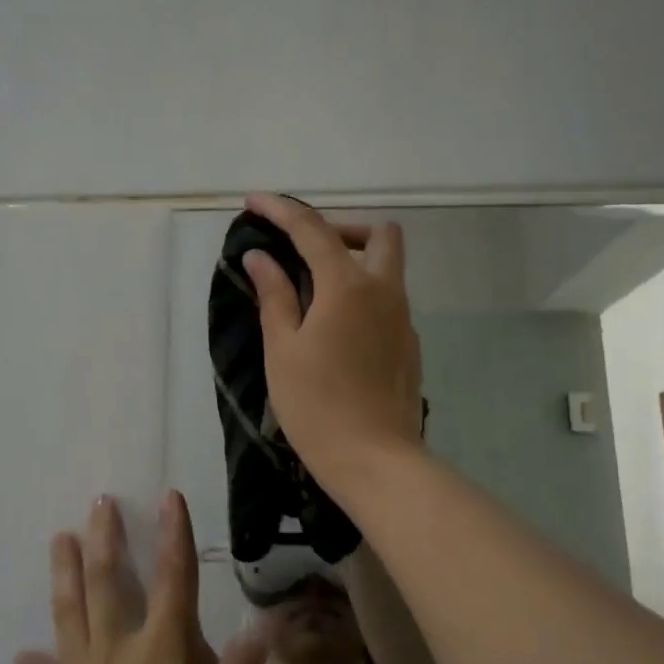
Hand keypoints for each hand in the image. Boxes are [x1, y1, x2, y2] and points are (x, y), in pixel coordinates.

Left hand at [15, 492, 268, 663]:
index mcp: (159, 649)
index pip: (172, 578)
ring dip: (65, 572)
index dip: (174, 535)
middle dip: (106, 538)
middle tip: (98, 501)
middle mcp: (115, 648)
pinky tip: (23, 656)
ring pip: (69, 611)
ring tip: (60, 539)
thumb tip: (269, 621)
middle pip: (109, 582)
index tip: (169, 496)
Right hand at [242, 192, 424, 493]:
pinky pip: (388, 299)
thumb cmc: (317, 406)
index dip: (281, 210)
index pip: (313, 230)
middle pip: (378, 233)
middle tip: (305, 250)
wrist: (376, 461)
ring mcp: (403, 319)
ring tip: (312, 290)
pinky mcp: (409, 344)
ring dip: (354, 260)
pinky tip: (335, 328)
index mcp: (348, 286)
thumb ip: (274, 295)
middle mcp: (385, 291)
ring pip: (388, 267)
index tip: (254, 202)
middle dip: (341, 227)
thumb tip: (260, 258)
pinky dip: (362, 293)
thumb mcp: (283, 349)